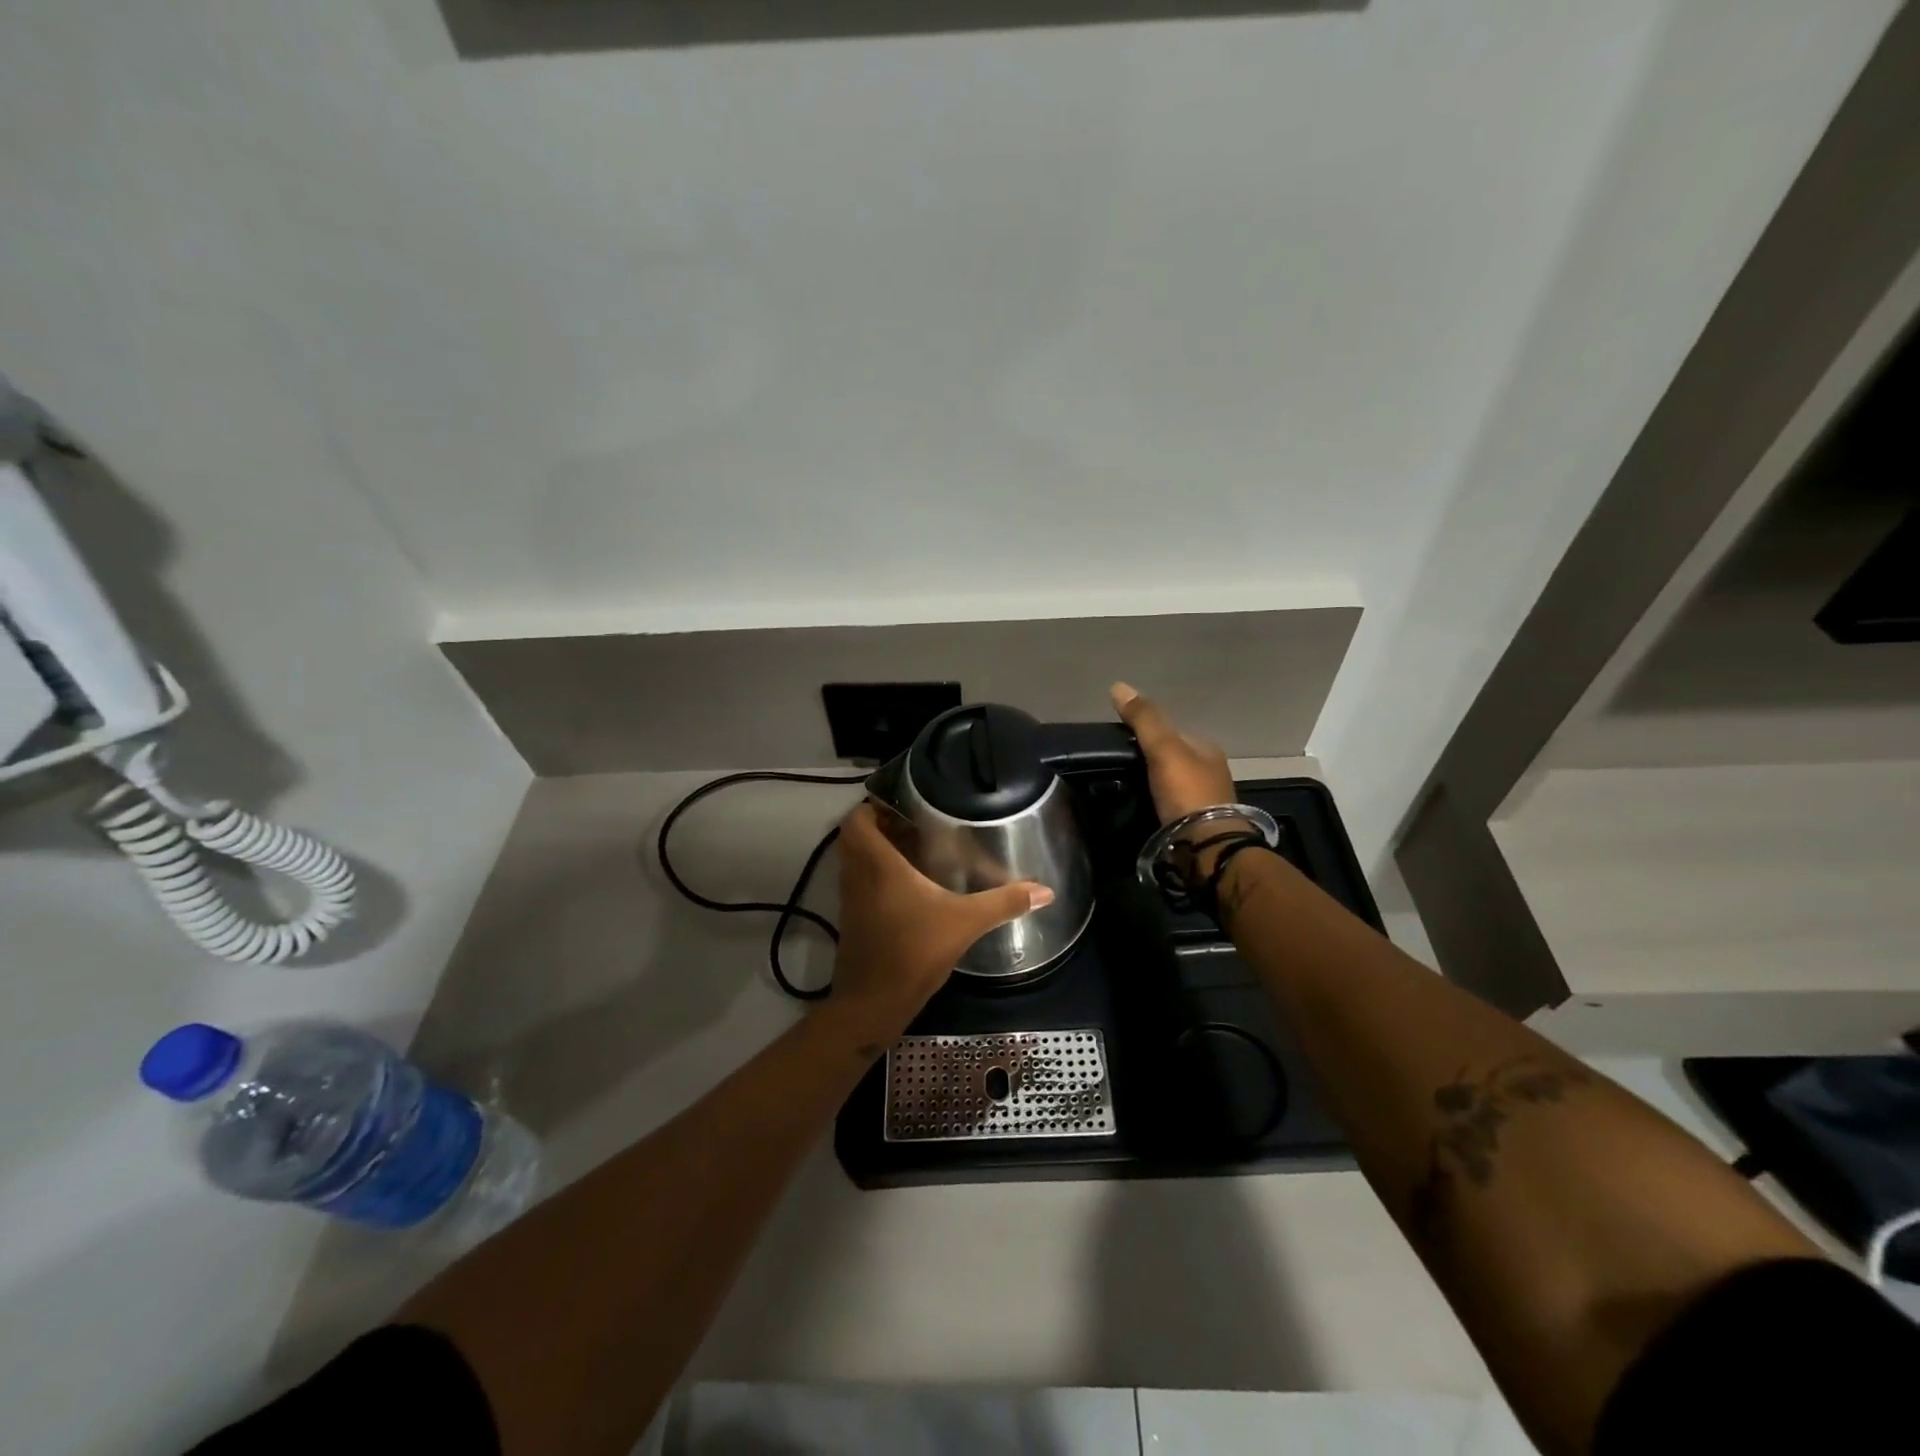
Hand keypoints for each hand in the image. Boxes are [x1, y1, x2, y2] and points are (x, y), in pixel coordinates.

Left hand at [828, 803, 1052, 1040]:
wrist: (873, 1004)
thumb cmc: (913, 952)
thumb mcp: (965, 923)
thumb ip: (1003, 903)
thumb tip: (1046, 890)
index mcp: (877, 865)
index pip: (857, 820)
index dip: (873, 805)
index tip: (903, 803)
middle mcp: (857, 875)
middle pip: (854, 836)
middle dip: (879, 825)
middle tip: (915, 823)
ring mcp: (851, 899)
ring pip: (855, 860)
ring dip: (877, 850)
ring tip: (915, 847)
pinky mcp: (852, 920)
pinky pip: (859, 883)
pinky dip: (876, 875)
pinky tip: (909, 886)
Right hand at [1110, 683, 1235, 824]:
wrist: (1207, 846)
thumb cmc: (1187, 792)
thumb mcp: (1163, 748)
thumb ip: (1144, 719)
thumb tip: (1118, 686)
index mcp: (1207, 749)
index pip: (1173, 733)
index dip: (1147, 734)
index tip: (1121, 744)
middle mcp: (1211, 772)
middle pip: (1172, 759)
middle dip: (1150, 761)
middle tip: (1119, 769)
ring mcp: (1206, 801)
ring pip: (1172, 784)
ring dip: (1152, 785)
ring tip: (1125, 790)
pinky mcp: (1197, 826)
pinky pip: (1171, 806)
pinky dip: (1157, 805)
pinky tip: (1142, 809)